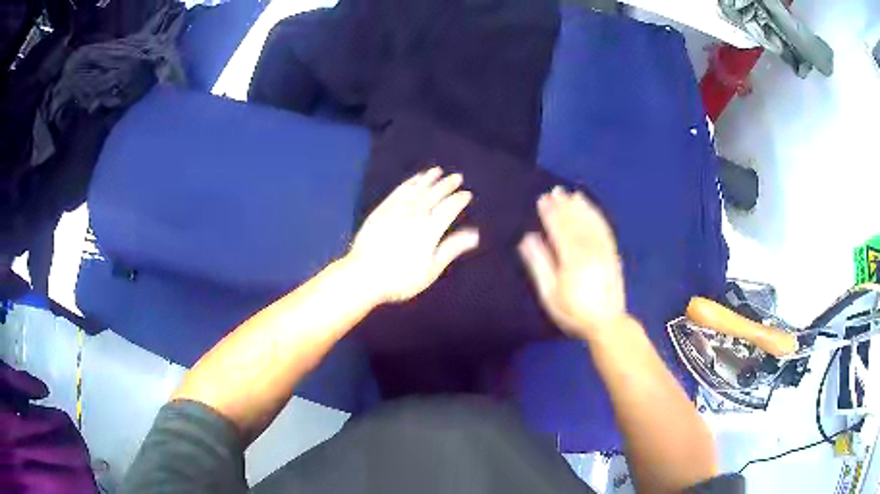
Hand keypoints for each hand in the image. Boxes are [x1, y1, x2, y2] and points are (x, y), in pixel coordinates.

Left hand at [348, 167, 478, 303]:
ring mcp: (396, 210)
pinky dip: (409, 183)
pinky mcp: (381, 210)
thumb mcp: (431, 268)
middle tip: (457, 177)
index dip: (459, 200)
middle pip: (434, 195)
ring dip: (428, 179)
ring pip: (416, 189)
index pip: (449, 208)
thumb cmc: (401, 278)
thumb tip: (474, 234)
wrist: (363, 276)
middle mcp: (414, 214)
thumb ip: (452, 248)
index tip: (467, 194)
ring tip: (437, 171)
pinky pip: (398, 191)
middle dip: (447, 185)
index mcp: (430, 228)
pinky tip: (414, 180)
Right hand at [518, 187, 625, 339]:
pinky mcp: (612, 254)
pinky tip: (591, 210)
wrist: (606, 323)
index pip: (559, 229)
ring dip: (581, 207)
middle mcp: (590, 250)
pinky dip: (597, 216)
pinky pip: (604, 229)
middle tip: (555, 192)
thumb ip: (539, 264)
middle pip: (575, 222)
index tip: (542, 200)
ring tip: (572, 195)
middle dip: (564, 206)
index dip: (550, 213)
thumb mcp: (550, 293)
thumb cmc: (573, 312)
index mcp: (572, 258)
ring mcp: (603, 250)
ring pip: (591, 223)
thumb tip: (527, 239)